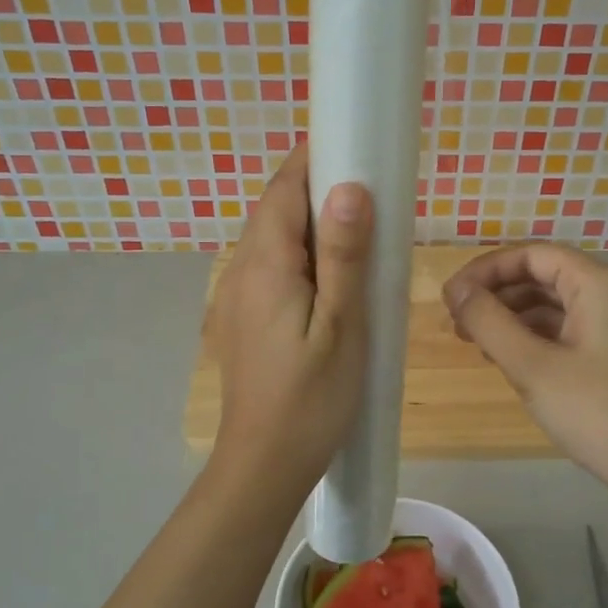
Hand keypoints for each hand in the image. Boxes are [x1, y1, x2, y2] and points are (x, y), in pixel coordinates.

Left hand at [209, 144, 372, 500]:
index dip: (313, 159)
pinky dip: (301, 254)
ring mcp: (236, 296)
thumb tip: (348, 187)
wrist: (264, 464)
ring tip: (358, 229)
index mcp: (265, 265)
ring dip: (309, 223)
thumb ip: (343, 256)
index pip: (283, 189)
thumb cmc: (311, 398)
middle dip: (316, 188)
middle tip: (371, 188)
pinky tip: (331, 276)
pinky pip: (270, 267)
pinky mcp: (242, 318)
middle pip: (275, 210)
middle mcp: (240, 270)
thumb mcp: (341, 326)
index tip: (354, 143)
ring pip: (272, 239)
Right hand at [444, 244, 607, 512]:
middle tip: (458, 325)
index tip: (450, 298)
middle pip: (547, 276)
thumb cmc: (598, 414)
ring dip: (517, 318)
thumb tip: (457, 289)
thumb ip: (489, 322)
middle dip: (498, 296)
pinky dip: (542, 337)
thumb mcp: (532, 367)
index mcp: (602, 283)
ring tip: (479, 346)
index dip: (485, 271)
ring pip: (561, 304)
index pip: (532, 255)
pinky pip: (577, 328)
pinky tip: (516, 361)